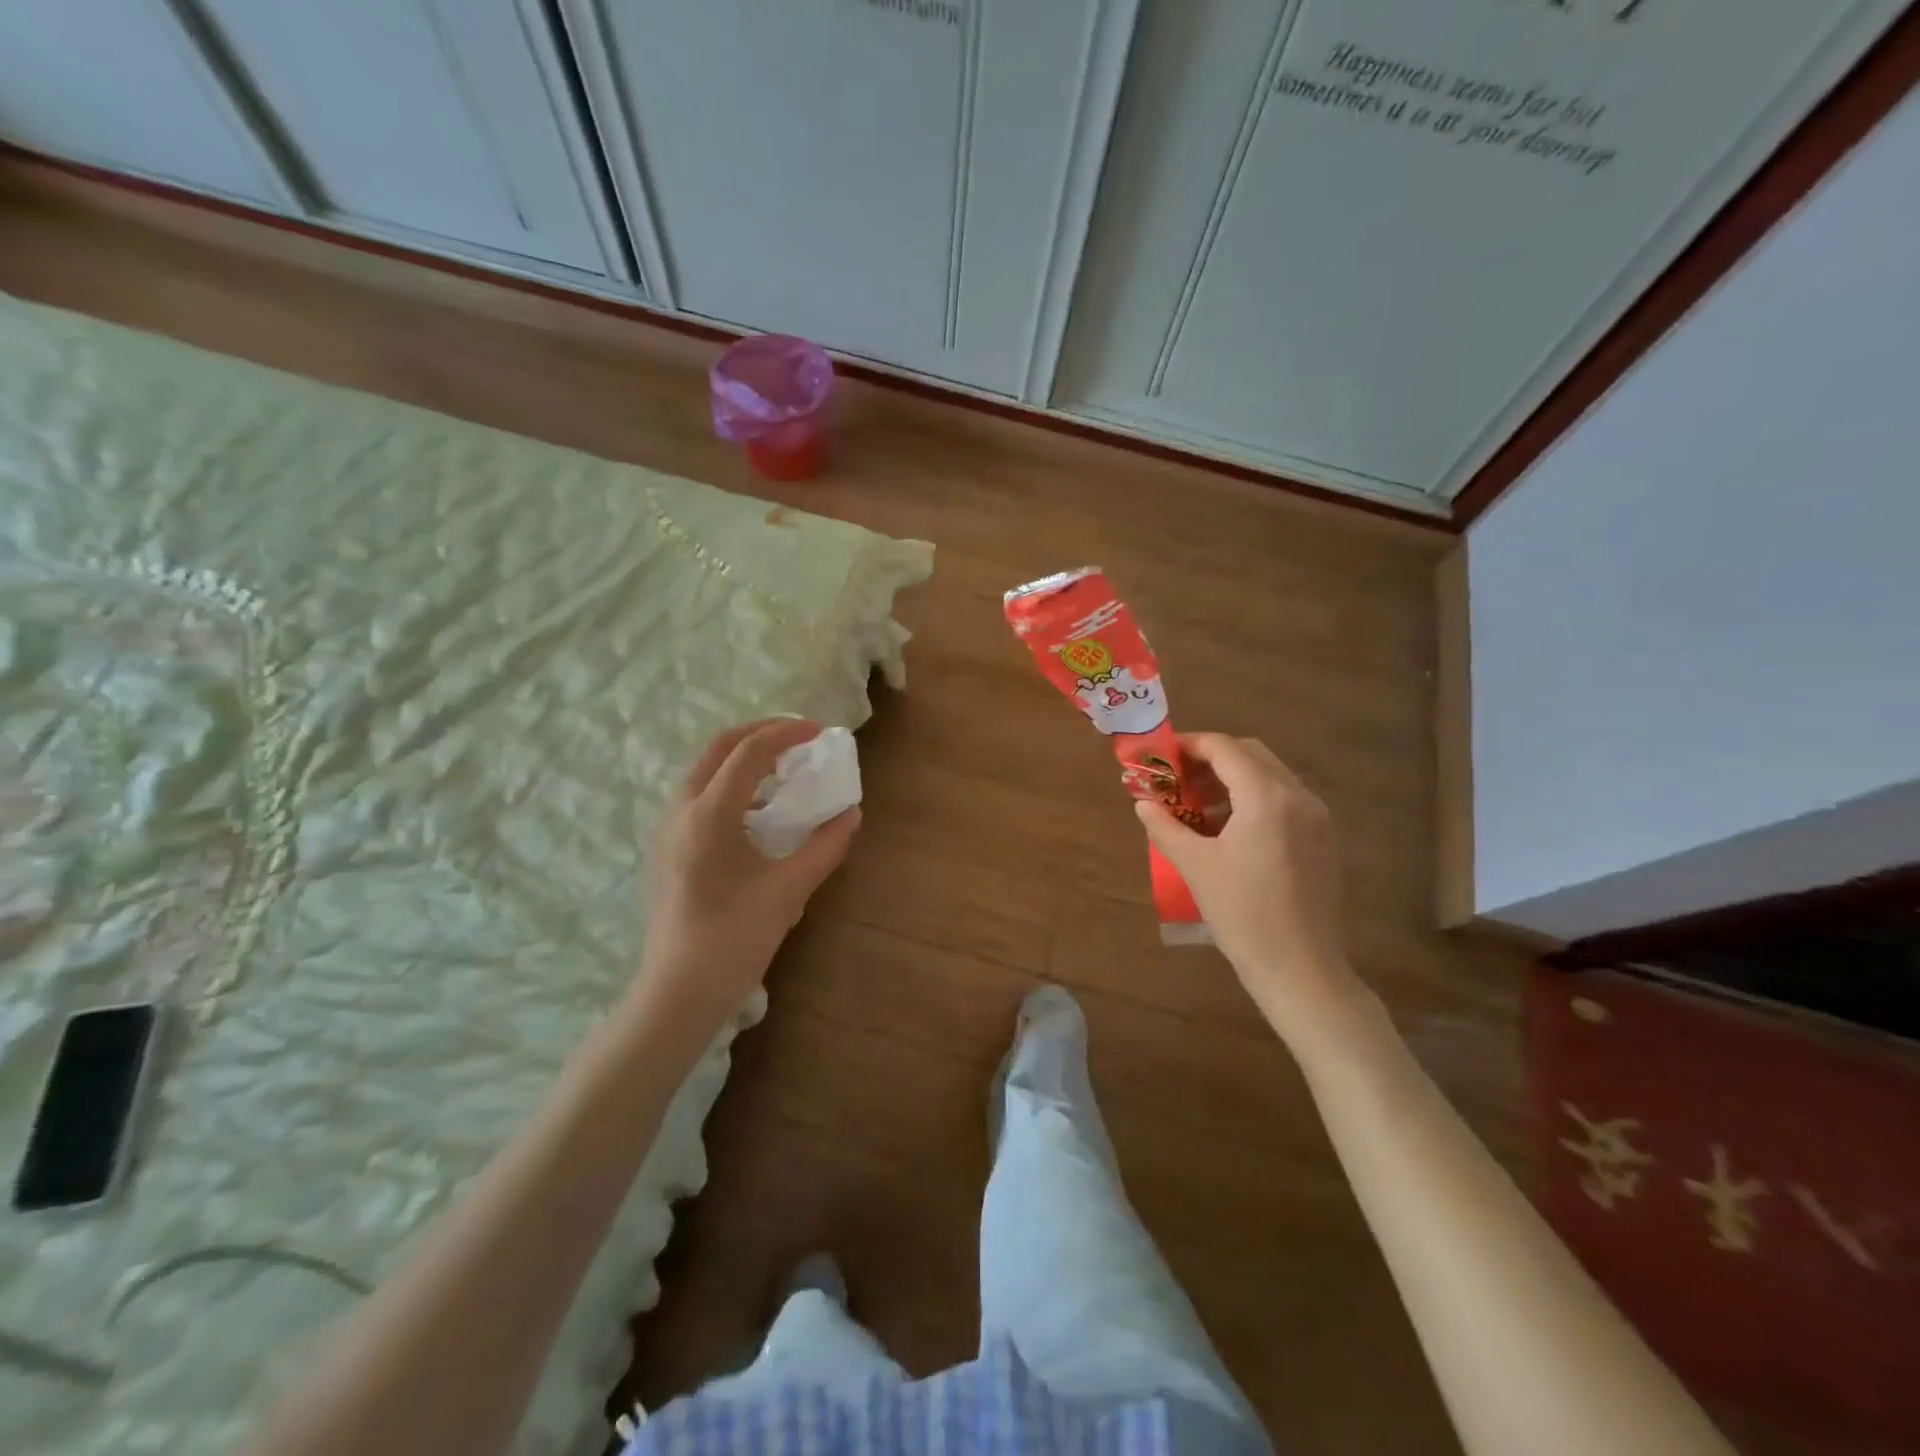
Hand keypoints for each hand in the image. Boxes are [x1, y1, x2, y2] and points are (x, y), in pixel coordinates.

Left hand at [634, 719, 860, 1031]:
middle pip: (718, 749)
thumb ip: (825, 847)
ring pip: (704, 771)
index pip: (749, 752)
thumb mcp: (789, 891)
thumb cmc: (734, 939)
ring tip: (781, 769)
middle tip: (798, 737)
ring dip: (742, 758)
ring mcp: (667, 830)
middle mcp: (681, 811)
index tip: (819, 732)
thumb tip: (851, 814)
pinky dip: (729, 784)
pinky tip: (756, 812)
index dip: (786, 734)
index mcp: (709, 815)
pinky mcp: (666, 849)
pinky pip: (698, 796)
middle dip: (760, 734)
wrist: (678, 992)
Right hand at [1135, 734, 1370, 1044]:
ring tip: (1197, 807)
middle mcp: (1298, 796)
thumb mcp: (1195, 867)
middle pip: (1250, 755)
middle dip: (1210, 759)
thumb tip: (1144, 804)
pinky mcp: (1323, 839)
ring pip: (1269, 776)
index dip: (1189, 746)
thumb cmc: (1243, 915)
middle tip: (1177, 780)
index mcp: (1267, 797)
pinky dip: (1253, 799)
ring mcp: (1317, 817)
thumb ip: (1165, 827)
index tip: (1160, 757)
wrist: (1301, 969)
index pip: (1225, 749)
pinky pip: (1284, 800)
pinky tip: (1228, 830)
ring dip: (1232, 779)